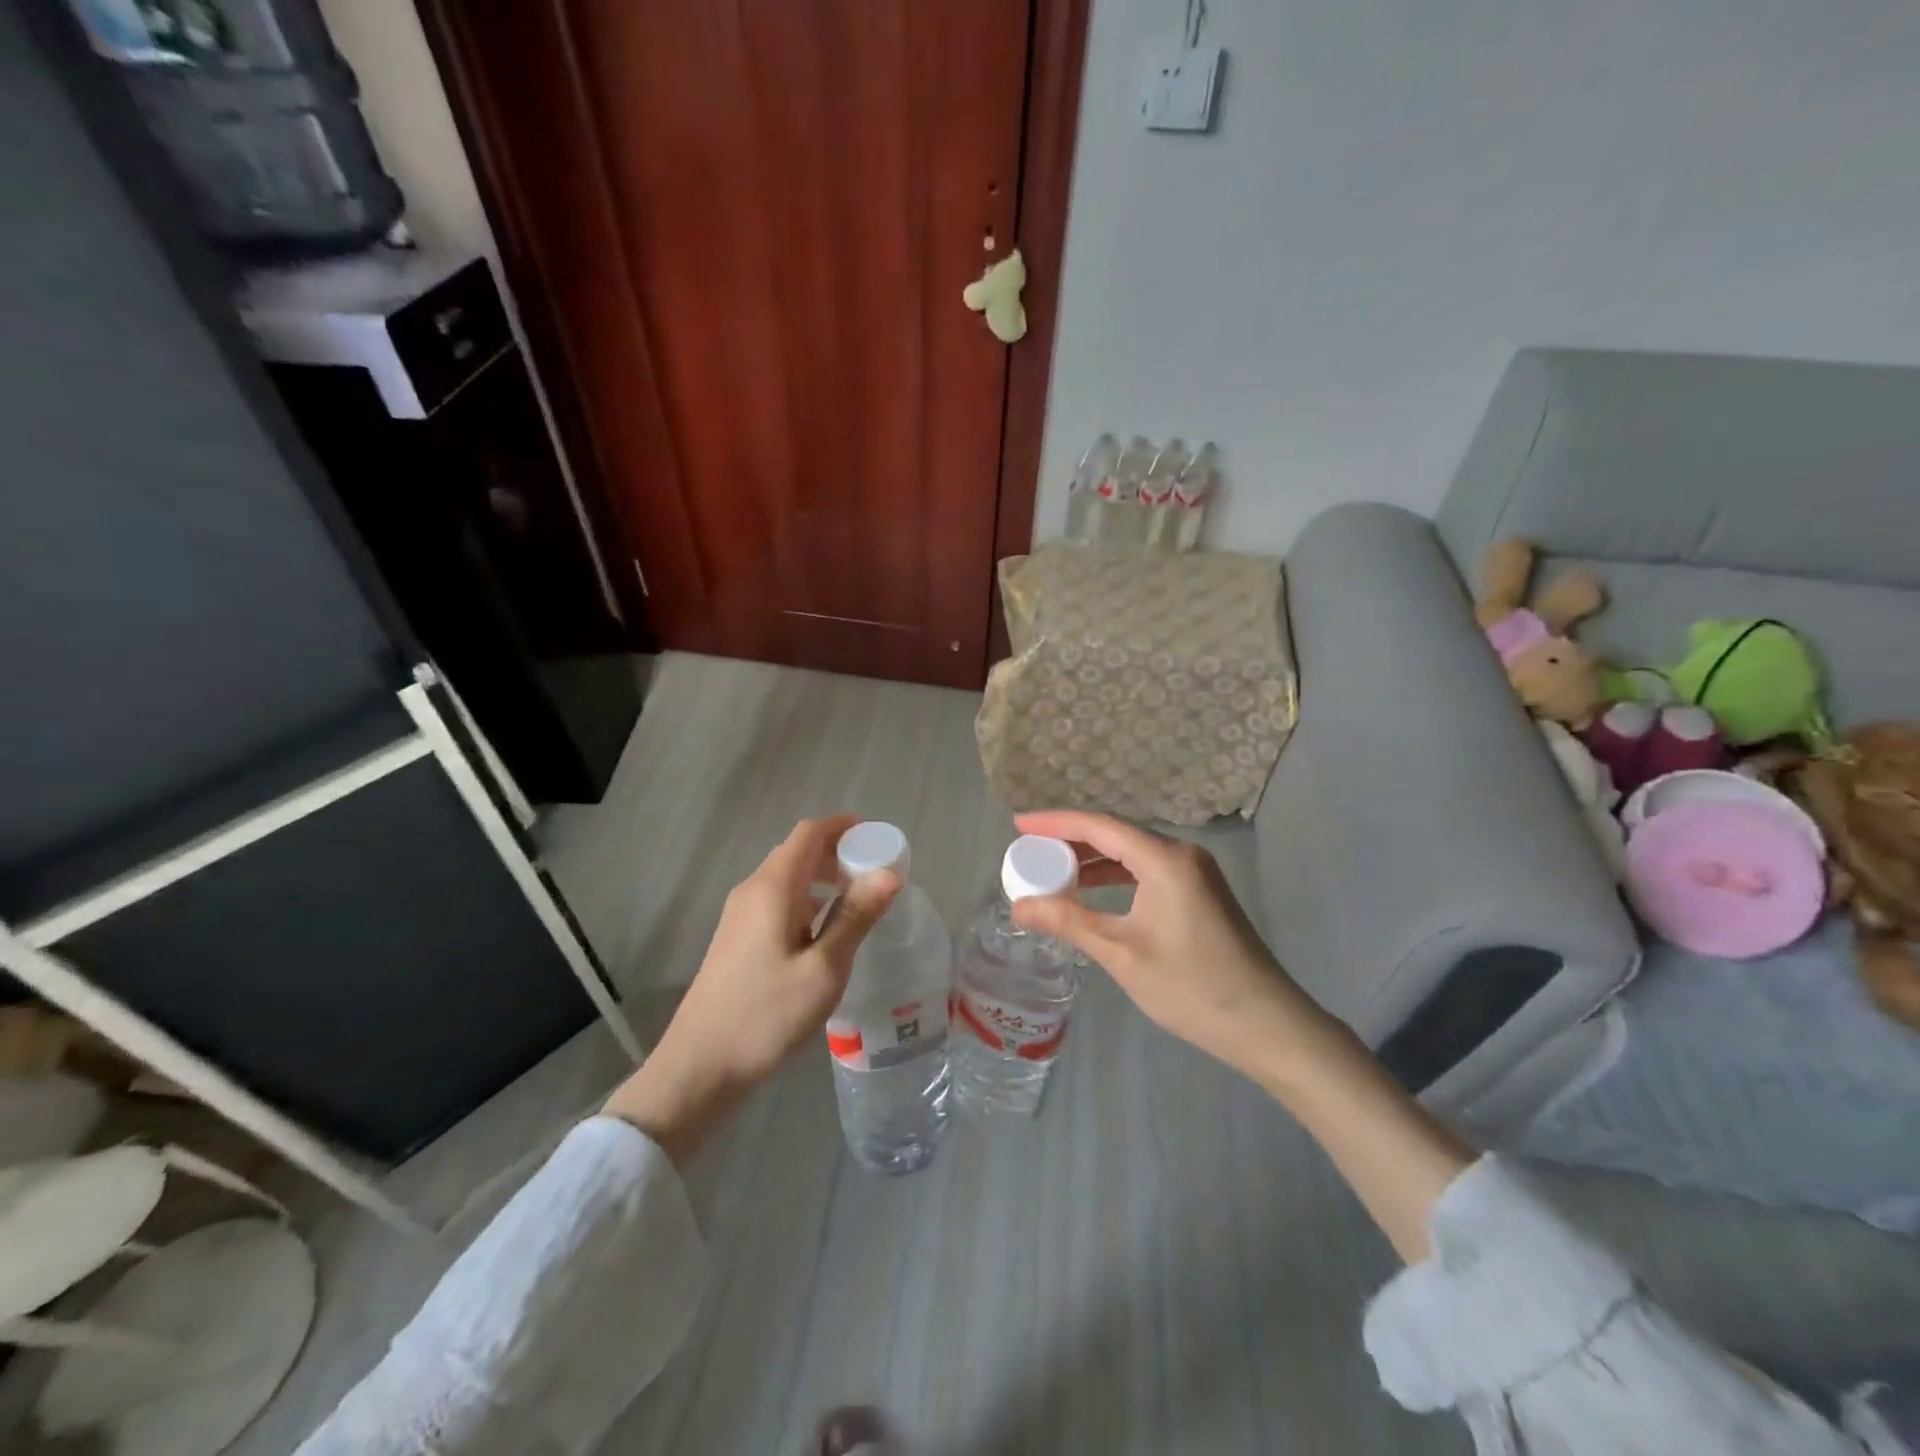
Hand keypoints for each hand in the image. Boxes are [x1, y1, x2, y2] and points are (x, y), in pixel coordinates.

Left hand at [603, 814, 897, 1165]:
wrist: (700, 1067)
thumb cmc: (767, 1016)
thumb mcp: (824, 968)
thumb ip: (856, 917)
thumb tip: (889, 874)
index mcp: (773, 888)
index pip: (809, 833)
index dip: (844, 826)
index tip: (878, 837)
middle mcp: (752, 890)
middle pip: (798, 851)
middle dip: (839, 852)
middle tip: (876, 873)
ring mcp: (740, 915)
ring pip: (788, 877)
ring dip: (824, 878)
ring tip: (858, 901)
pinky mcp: (737, 938)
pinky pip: (778, 900)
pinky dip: (808, 899)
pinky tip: (825, 931)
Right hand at [1009, 810, 1334, 1078]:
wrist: (1265, 1024)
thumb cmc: (1190, 986)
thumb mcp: (1121, 953)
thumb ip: (1068, 922)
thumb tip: (1018, 907)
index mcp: (1164, 859)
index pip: (1099, 826)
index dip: (1055, 822)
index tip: (1018, 825)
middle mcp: (1181, 854)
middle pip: (1116, 834)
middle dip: (1070, 841)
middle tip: (1030, 851)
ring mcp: (1195, 873)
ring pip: (1132, 853)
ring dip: (1092, 860)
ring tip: (1052, 871)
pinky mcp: (1200, 892)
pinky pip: (1147, 870)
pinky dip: (1115, 876)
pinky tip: (1092, 892)